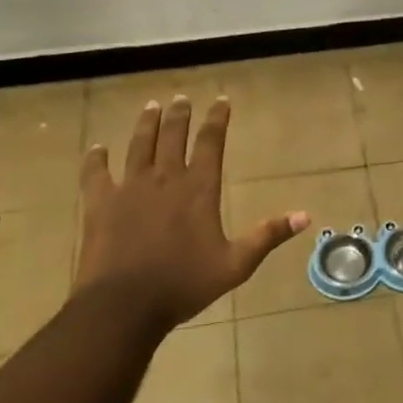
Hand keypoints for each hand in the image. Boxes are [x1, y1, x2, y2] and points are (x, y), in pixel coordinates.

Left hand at [77, 95, 309, 331]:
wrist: (124, 305)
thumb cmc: (184, 284)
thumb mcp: (236, 264)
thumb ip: (268, 236)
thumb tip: (306, 216)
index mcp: (198, 188)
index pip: (211, 141)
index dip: (217, 118)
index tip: (221, 100)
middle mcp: (165, 178)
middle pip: (173, 135)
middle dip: (180, 114)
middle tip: (181, 98)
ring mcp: (129, 188)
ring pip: (138, 145)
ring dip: (146, 124)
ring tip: (151, 106)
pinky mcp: (100, 203)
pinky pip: (96, 173)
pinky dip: (96, 158)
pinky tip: (97, 148)